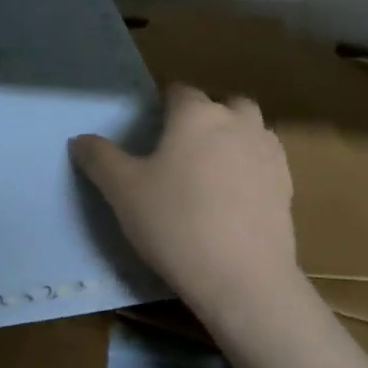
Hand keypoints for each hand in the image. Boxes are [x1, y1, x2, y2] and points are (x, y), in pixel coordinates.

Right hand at [71, 83, 305, 318]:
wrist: (241, 276)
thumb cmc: (174, 223)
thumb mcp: (123, 191)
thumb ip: (99, 158)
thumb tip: (80, 139)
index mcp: (196, 115)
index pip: (179, 91)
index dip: (163, 105)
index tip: (150, 130)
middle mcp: (238, 122)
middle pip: (224, 104)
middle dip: (205, 116)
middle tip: (181, 149)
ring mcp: (268, 152)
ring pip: (250, 129)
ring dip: (232, 138)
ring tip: (208, 171)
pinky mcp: (287, 185)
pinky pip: (265, 161)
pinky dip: (249, 167)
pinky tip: (232, 198)